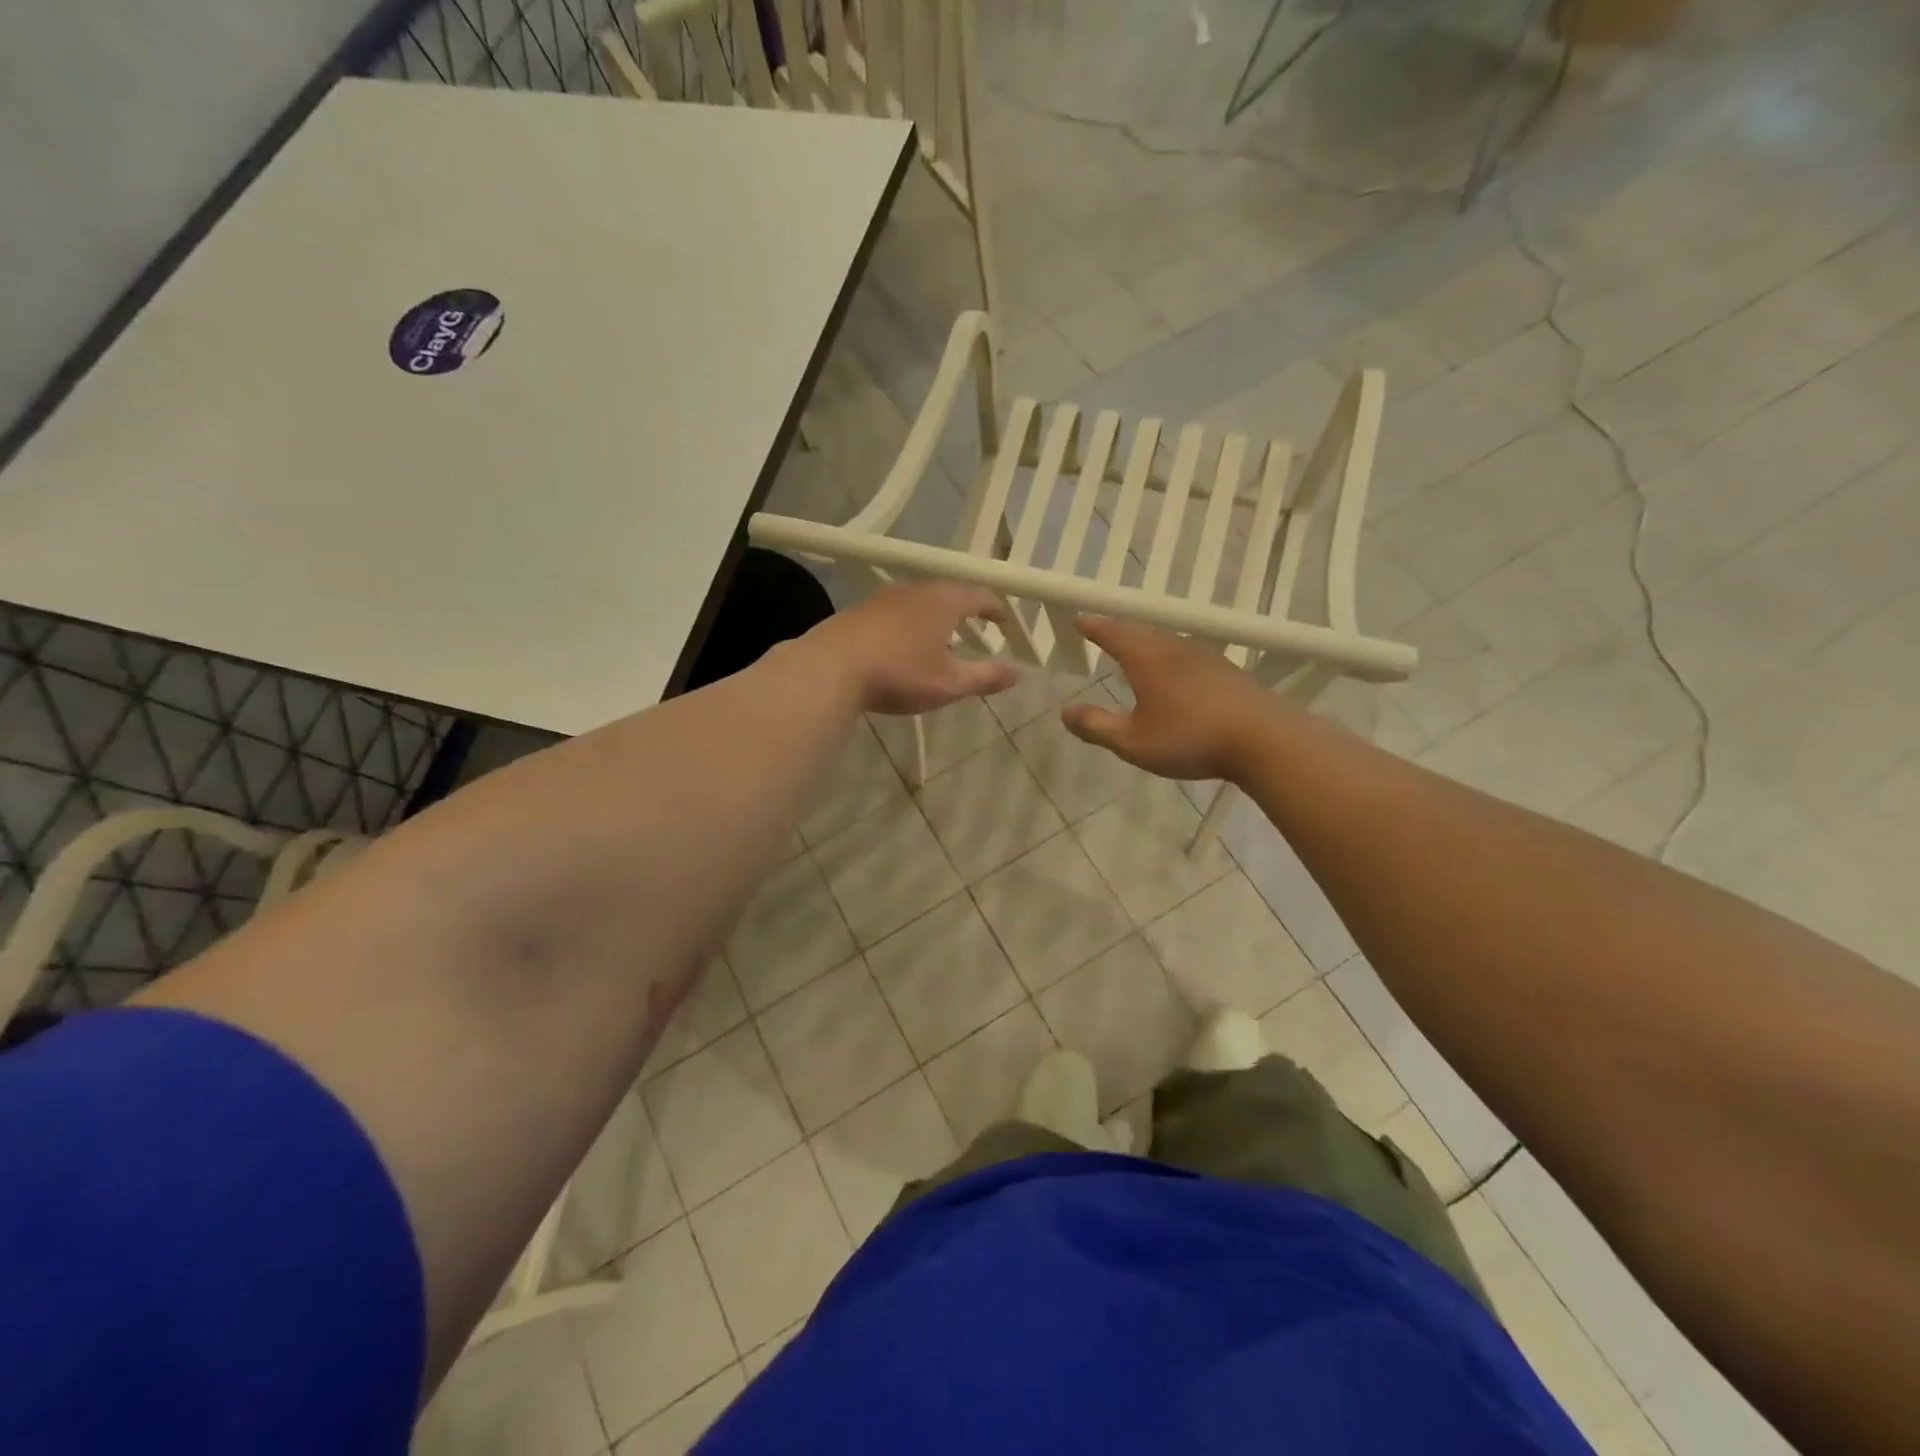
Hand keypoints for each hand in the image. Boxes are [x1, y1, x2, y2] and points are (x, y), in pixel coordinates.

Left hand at [806, 581, 1017, 714]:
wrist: (831, 668)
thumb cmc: (900, 673)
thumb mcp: (950, 682)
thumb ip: (986, 676)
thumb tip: (1018, 672)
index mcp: (944, 601)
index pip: (979, 595)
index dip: (996, 608)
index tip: (1005, 621)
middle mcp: (916, 589)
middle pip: (949, 592)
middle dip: (966, 609)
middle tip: (977, 626)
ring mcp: (884, 597)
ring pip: (920, 599)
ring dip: (936, 614)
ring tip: (942, 636)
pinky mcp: (860, 609)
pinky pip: (896, 610)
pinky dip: (911, 621)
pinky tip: (904, 643)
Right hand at [1063, 617, 1273, 781]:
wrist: (1264, 740)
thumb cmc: (1190, 738)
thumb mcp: (1133, 741)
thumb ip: (1097, 726)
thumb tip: (1065, 712)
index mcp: (1148, 659)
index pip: (1113, 633)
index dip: (1094, 626)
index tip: (1079, 619)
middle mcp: (1174, 649)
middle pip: (1141, 632)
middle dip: (1118, 631)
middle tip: (1102, 631)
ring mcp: (1205, 658)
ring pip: (1166, 642)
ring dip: (1145, 642)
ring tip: (1134, 650)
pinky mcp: (1227, 673)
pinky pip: (1186, 656)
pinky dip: (1168, 657)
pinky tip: (1174, 674)